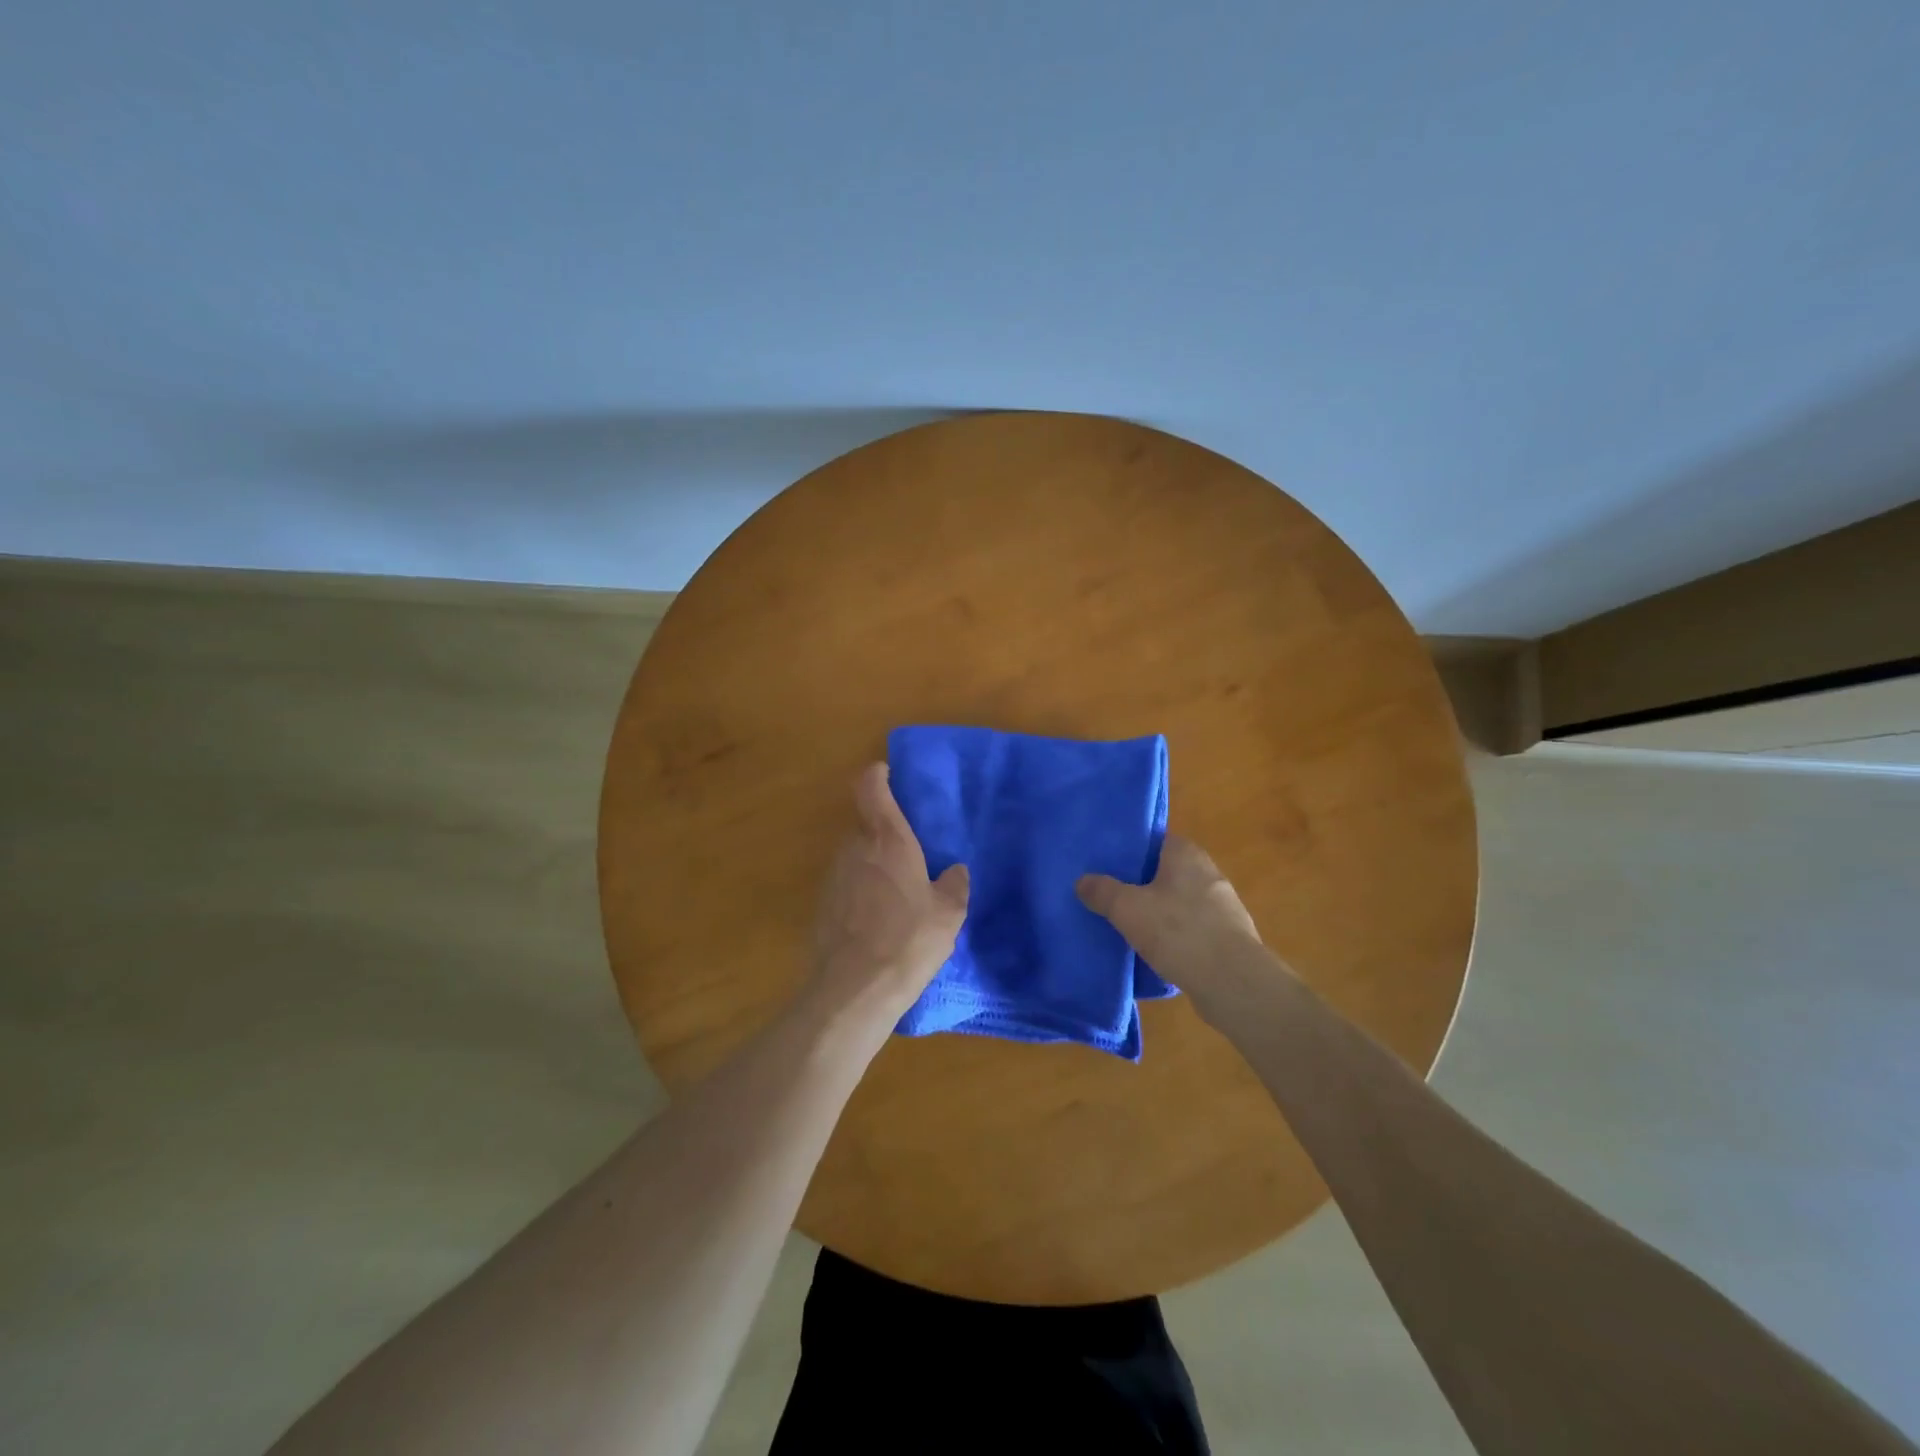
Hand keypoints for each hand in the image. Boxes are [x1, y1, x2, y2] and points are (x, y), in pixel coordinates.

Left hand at [811, 763, 969, 1021]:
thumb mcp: (948, 914)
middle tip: (911, 848)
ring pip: (855, 853)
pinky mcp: (822, 903)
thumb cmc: (908, 940)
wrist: (854, 989)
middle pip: (865, 821)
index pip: (870, 786)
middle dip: (885, 829)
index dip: (878, 775)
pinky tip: (879, 917)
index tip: (890, 775)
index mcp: (887, 838)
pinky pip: (846, 882)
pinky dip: (861, 888)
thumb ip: (954, 885)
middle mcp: (855, 847)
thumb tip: (956, 871)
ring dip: (873, 861)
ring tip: (898, 887)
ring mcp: (834, 875)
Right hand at [1076, 836, 1266, 1024]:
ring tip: (1127, 924)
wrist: (1233, 982)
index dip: (1130, 850)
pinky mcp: (1228, 937)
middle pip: (1165, 871)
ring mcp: (1222, 906)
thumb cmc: (1178, 931)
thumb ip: (1102, 891)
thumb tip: (1082, 881)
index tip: (1106, 864)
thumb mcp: (1127, 908)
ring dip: (1158, 911)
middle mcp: (1208, 872)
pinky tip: (1155, 950)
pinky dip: (1174, 935)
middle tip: (1109, 894)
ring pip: (1179, 901)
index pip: (1154, 840)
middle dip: (1140, 883)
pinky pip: (1192, 928)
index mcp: (1186, 854)